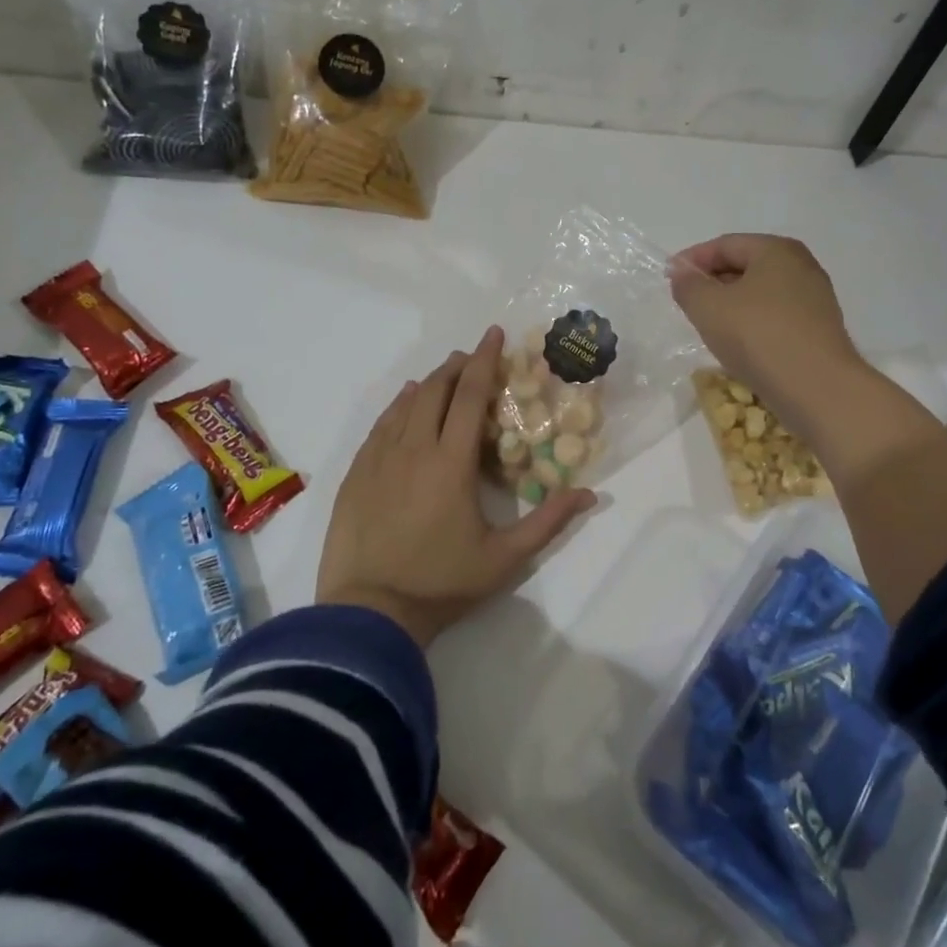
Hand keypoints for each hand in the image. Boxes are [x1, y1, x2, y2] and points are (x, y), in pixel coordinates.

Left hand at [316, 326, 596, 647]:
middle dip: (457, 366)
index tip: (494, 334)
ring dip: (428, 383)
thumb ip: (548, 522)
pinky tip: (404, 403)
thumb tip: (589, 493)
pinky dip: (397, 406)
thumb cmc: (442, 583)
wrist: (369, 612)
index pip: (469, 396)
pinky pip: (380, 426)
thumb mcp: (505, 558)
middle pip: (435, 391)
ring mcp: (379, 460)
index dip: (484, 361)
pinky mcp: (357, 474)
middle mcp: (413, 449)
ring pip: (405, 404)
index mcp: (450, 462)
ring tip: (444, 373)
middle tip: (472, 355)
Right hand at [668, 235, 868, 447]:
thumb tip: (683, 274)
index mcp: (776, 250)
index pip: (725, 244)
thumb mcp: (709, 307)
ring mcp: (814, 299)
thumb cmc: (758, 336)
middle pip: (745, 265)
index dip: (692, 259)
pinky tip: (737, 344)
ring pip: (760, 293)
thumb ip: (688, 285)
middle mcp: (801, 266)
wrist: (818, 389)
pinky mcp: (818, 330)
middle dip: (712, 280)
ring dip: (731, 304)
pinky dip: (751, 323)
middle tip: (686, 302)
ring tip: (707, 325)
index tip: (668, 278)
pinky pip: (775, 316)